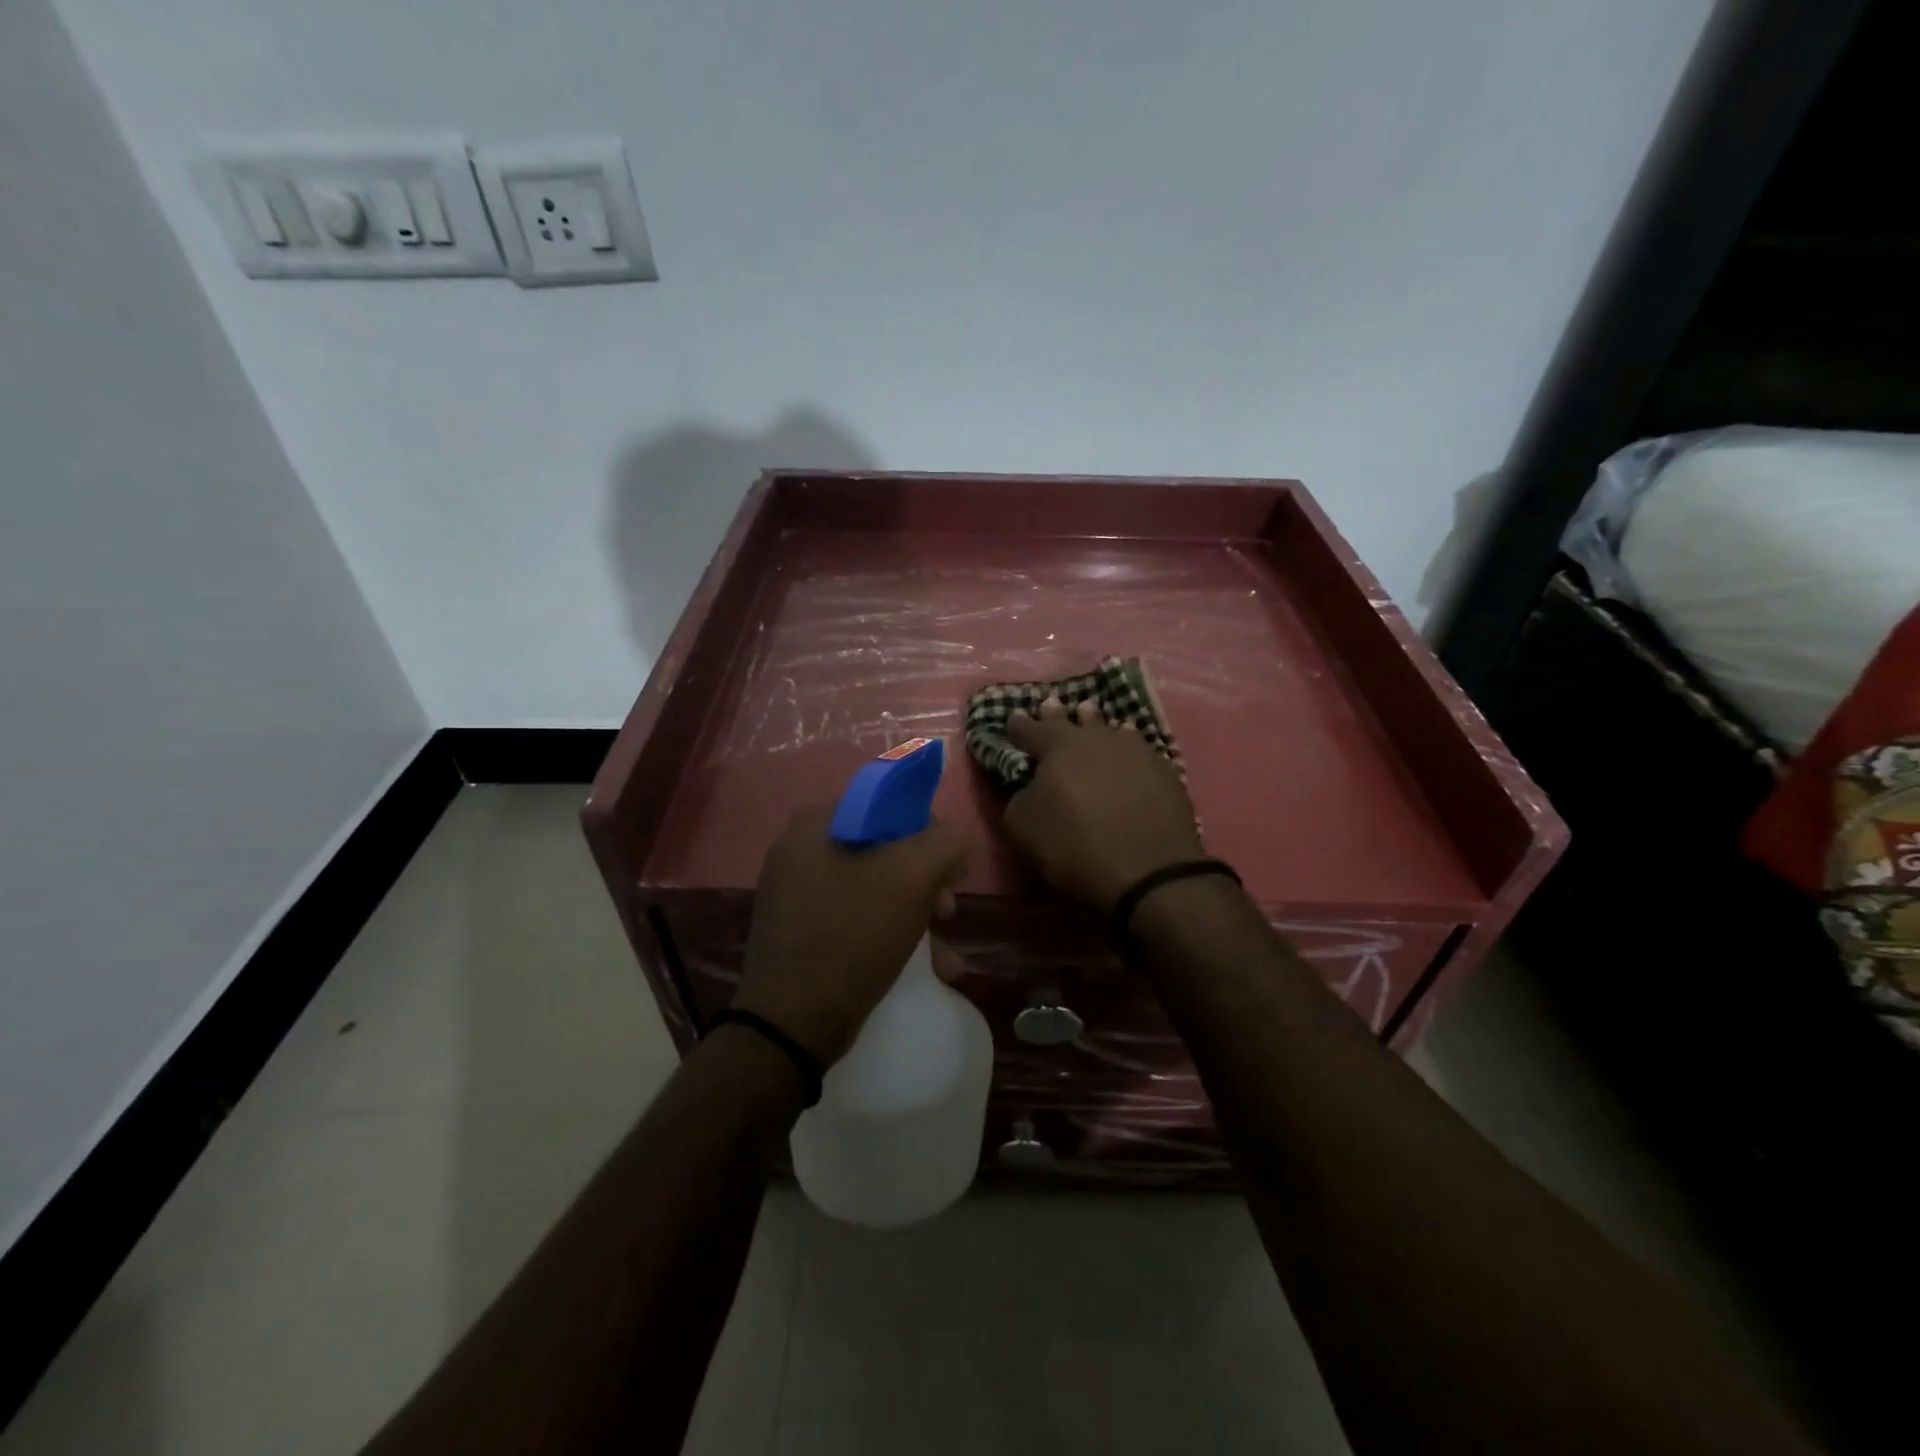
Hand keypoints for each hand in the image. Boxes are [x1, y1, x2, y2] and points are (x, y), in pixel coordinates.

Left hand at [734, 807, 968, 1065]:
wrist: (792, 1022)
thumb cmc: (853, 935)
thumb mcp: (912, 877)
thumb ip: (946, 842)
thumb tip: (955, 841)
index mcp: (817, 824)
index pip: (887, 803)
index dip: (928, 830)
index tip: (950, 867)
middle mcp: (799, 851)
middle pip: (883, 849)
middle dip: (926, 880)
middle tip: (947, 909)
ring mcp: (796, 895)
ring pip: (874, 888)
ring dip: (916, 914)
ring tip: (943, 952)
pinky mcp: (800, 934)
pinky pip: (856, 920)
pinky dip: (891, 935)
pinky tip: (927, 969)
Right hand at [1002, 698, 1204, 911]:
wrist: (1149, 872)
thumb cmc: (1075, 847)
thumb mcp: (1022, 828)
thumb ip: (1016, 797)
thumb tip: (1026, 786)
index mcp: (1057, 746)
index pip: (1028, 728)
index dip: (1017, 726)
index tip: (1011, 720)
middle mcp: (1096, 737)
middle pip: (1072, 719)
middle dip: (1056, 715)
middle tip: (1050, 705)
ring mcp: (1135, 749)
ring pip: (1108, 728)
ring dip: (1095, 725)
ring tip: (1090, 719)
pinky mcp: (1164, 769)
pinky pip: (1137, 748)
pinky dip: (1126, 746)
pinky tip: (1127, 750)